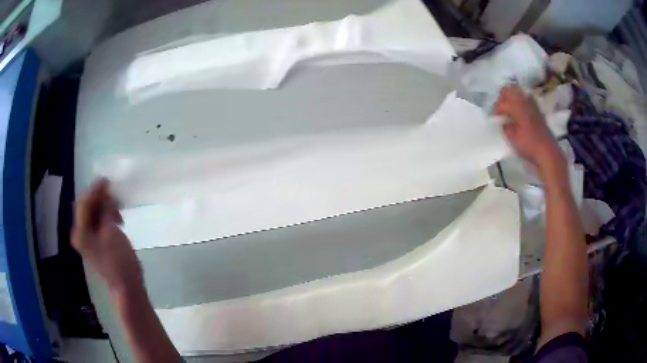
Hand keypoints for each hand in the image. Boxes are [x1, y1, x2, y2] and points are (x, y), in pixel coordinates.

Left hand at [72, 179, 142, 294]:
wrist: (127, 287)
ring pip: (92, 214)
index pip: (84, 203)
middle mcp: (80, 234)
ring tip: (118, 208)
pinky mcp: (95, 243)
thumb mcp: (111, 231)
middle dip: (99, 198)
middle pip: (86, 207)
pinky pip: (97, 222)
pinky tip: (116, 218)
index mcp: (80, 232)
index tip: (108, 180)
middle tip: (114, 193)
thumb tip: (104, 192)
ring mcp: (87, 239)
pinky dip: (105, 216)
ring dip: (104, 207)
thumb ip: (105, 209)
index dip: (95, 190)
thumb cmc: (119, 260)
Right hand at [494, 85, 563, 171]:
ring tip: (509, 112)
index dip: (496, 111)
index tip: (494, 119)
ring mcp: (533, 105)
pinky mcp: (538, 111)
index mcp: (518, 106)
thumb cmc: (530, 145)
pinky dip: (520, 104)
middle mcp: (525, 101)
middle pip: (509, 90)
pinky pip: (526, 100)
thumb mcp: (513, 138)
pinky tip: (519, 115)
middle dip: (502, 98)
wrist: (548, 152)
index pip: (502, 103)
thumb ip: (506, 127)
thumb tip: (504, 123)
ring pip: (518, 93)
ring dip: (512, 100)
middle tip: (500, 110)